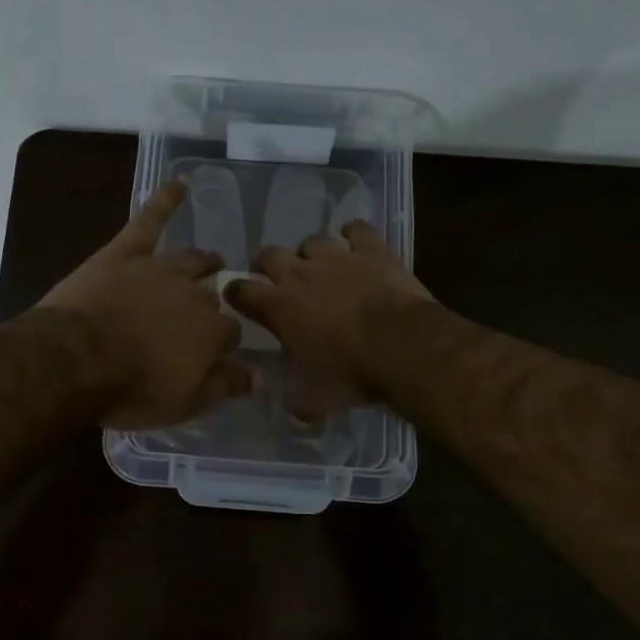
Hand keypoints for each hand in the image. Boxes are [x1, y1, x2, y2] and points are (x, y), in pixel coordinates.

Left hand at [38, 179, 254, 427]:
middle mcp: (195, 294)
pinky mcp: (127, 252)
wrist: (74, 359)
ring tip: (212, 260)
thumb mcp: (183, 404)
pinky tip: (179, 183)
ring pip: (192, 260)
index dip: (223, 342)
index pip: (230, 332)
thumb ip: (223, 386)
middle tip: (204, 312)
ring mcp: (161, 268)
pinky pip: (150, 219)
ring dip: (204, 261)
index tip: (216, 352)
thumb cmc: (129, 389)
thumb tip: (259, 375)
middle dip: (212, 303)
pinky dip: (165, 200)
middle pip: (212, 296)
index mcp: (211, 332)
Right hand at [223, 222, 435, 404]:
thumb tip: (293, 410)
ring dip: (311, 253)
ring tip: (320, 266)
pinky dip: (353, 234)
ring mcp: (336, 257)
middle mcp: (300, 274)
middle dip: (267, 264)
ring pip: (311, 241)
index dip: (236, 292)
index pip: (241, 290)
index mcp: (279, 307)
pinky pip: (356, 230)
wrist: (403, 346)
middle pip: (269, 254)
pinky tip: (356, 243)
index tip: (238, 298)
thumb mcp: (317, 399)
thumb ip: (298, 401)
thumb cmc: (352, 373)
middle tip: (276, 278)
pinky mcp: (370, 249)